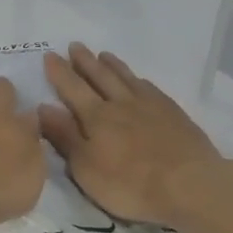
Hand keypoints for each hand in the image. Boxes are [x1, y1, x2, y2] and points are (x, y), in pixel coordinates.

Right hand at [41, 45, 225, 226]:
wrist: (190, 186)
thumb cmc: (130, 185)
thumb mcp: (86, 168)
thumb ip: (65, 136)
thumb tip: (42, 107)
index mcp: (97, 117)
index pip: (72, 89)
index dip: (60, 73)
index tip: (50, 56)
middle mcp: (122, 104)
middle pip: (100, 77)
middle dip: (85, 62)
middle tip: (75, 46)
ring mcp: (151, 106)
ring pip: (126, 78)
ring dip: (112, 65)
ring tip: (103, 55)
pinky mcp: (174, 114)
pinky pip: (150, 88)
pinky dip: (138, 79)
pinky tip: (138, 79)